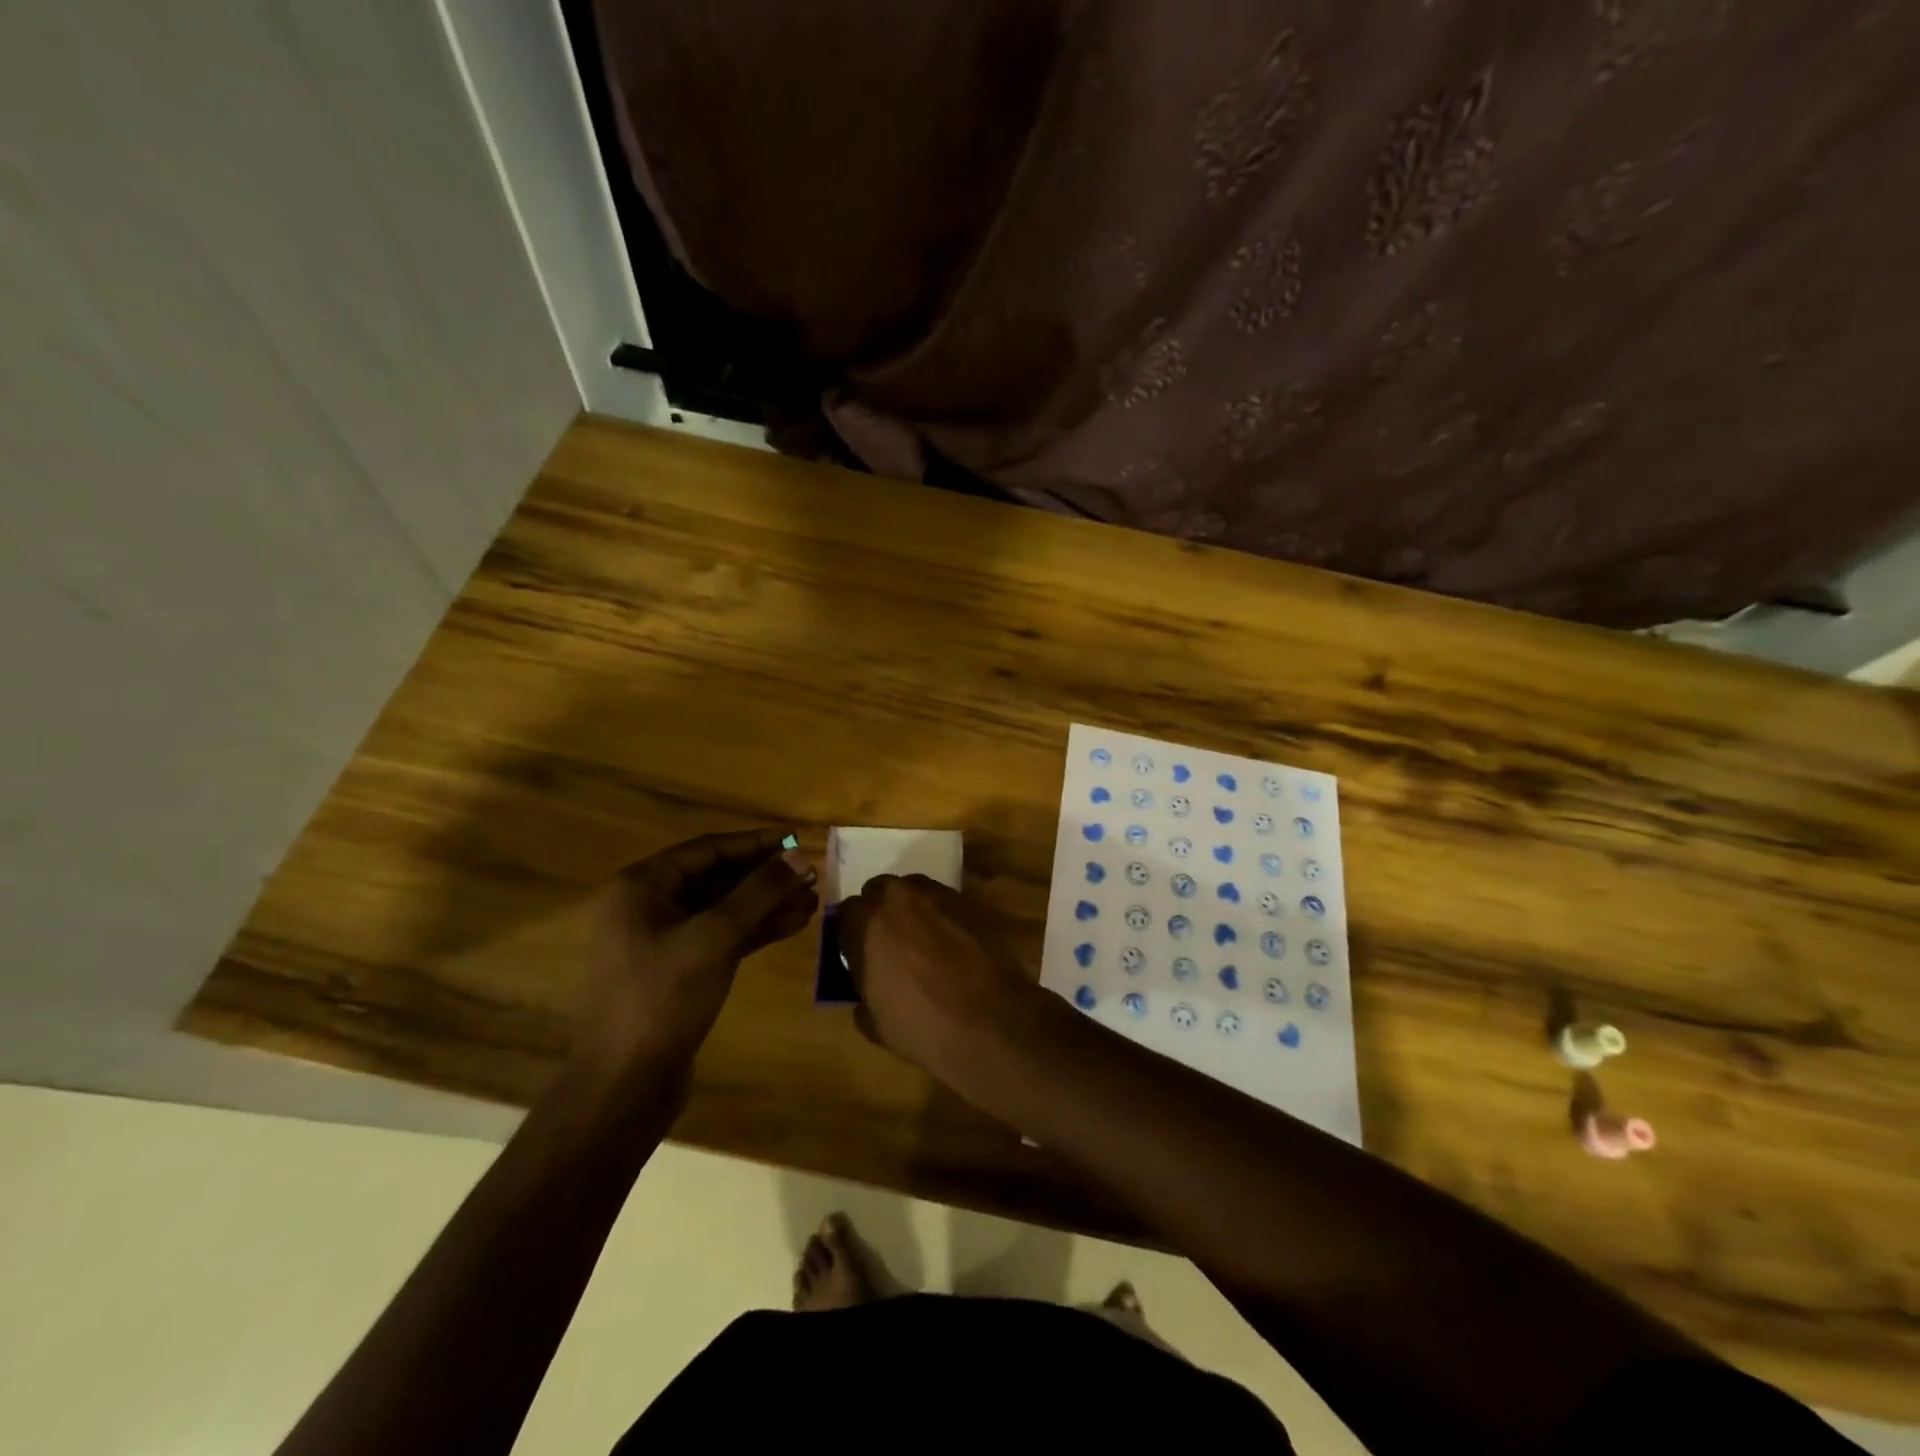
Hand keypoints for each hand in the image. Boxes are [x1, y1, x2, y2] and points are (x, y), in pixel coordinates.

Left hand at [576, 829, 818, 1089]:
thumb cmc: (663, 998)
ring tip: (811, 901)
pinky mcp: (678, 972)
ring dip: (766, 905)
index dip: (756, 843)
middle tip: (811, 875)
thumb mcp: (715, 937)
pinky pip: (721, 937)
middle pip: (717, 878)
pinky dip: (754, 931)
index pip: (708, 849)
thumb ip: (759, 892)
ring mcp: (662, 941)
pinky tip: (792, 926)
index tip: (797, 840)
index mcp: (642, 887)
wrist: (625, 1085)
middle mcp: (648, 907)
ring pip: (723, 910)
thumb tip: (798, 855)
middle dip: (765, 877)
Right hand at [836, 874, 1041, 1083]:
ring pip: (913, 892)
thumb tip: (867, 990)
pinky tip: (952, 946)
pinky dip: (942, 919)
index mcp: (866, 922)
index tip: (857, 956)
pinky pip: (945, 904)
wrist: (991, 1021)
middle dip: (880, 914)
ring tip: (922, 944)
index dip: (850, 936)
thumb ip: (863, 996)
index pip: (845, 915)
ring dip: (912, 911)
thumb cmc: (922, 1025)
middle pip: (879, 892)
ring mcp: (937, 894)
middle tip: (888, 945)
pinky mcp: (970, 902)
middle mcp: (898, 897)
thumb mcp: (875, 1023)